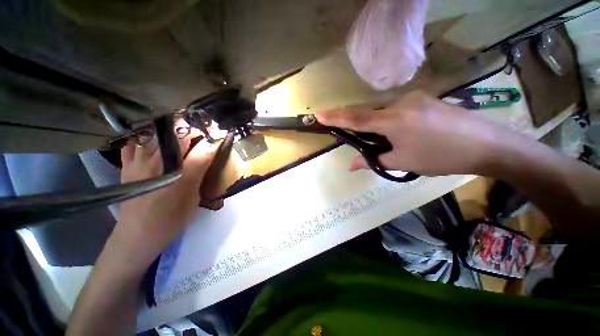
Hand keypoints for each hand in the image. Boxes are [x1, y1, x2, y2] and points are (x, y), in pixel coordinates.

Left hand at [113, 124, 217, 267]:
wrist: (139, 234)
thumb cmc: (171, 216)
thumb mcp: (192, 194)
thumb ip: (200, 166)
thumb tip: (213, 145)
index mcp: (177, 169)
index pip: (199, 144)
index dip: (211, 135)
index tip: (219, 132)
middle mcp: (156, 160)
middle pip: (177, 133)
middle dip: (193, 129)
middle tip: (203, 134)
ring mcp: (138, 160)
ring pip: (156, 133)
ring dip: (172, 130)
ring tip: (182, 134)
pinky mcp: (127, 165)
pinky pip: (135, 143)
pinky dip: (146, 137)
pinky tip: (154, 142)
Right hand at [316, 91, 506, 175]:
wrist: (487, 145)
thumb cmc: (440, 157)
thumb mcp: (402, 162)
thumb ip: (373, 161)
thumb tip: (351, 165)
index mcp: (393, 120)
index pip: (356, 118)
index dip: (336, 117)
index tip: (319, 115)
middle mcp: (401, 103)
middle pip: (370, 115)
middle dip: (363, 128)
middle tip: (369, 143)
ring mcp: (415, 98)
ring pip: (386, 113)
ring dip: (382, 128)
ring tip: (396, 143)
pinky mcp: (426, 99)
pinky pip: (400, 110)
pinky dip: (395, 122)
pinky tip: (409, 134)